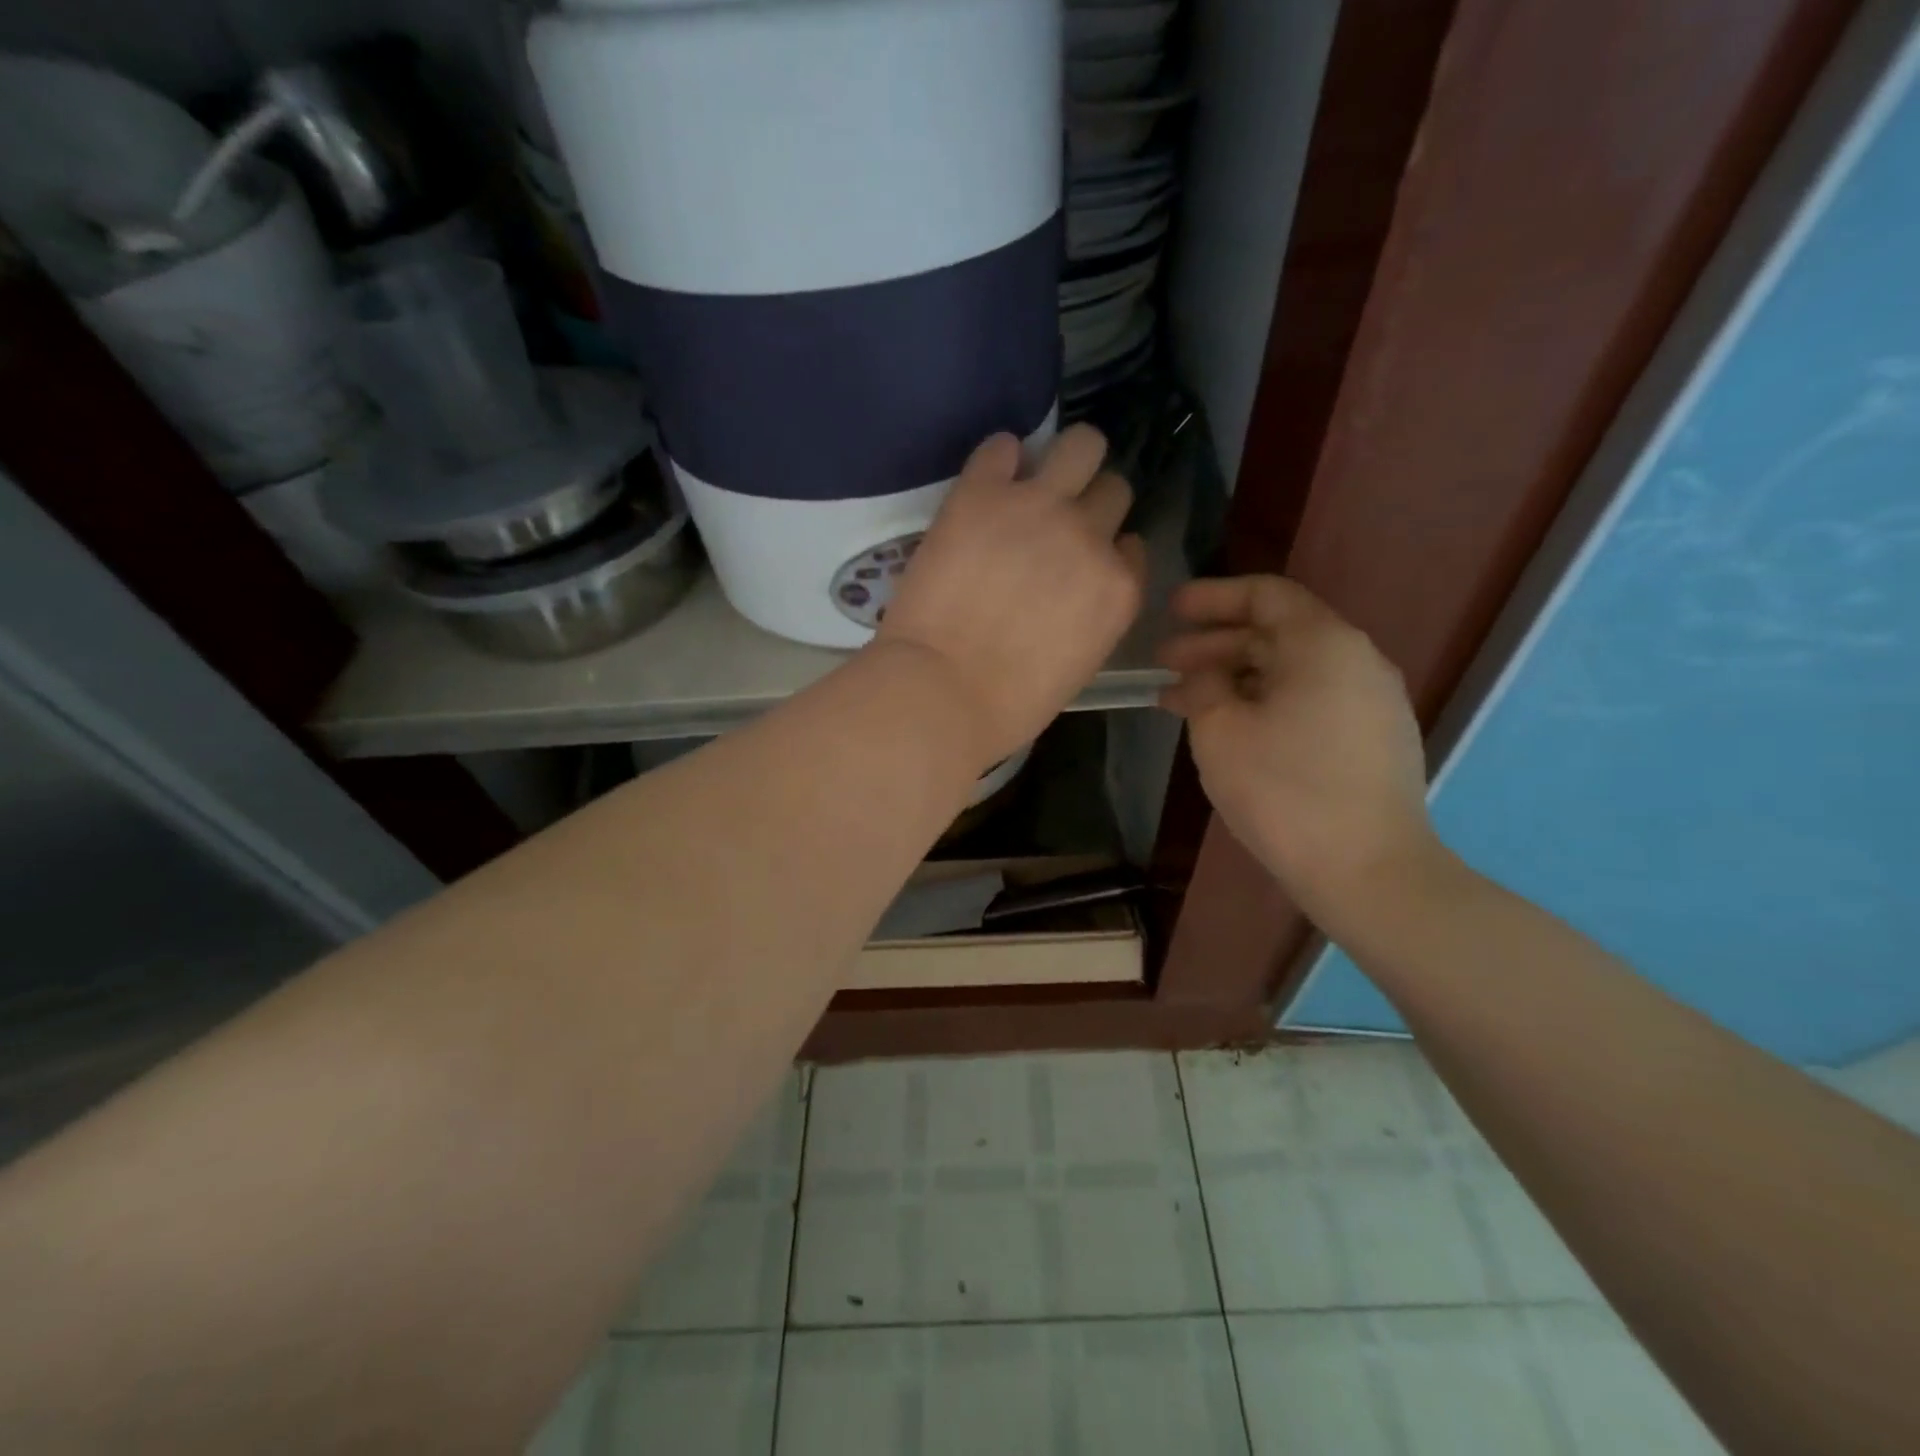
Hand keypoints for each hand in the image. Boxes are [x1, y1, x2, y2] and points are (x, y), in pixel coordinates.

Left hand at [877, 425, 1146, 768]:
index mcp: (1118, 589)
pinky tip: (988, 480)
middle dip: (1091, 504)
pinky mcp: (981, 494)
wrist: (942, 693)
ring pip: (1080, 446)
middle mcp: (1090, 537)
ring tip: (1036, 478)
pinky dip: (999, 459)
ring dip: (1066, 459)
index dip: (1106, 552)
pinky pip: (1001, 448)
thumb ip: (1089, 618)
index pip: (1131, 547)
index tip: (1082, 561)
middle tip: (1056, 522)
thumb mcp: (1075, 666)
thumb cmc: (1008, 705)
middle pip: (1113, 491)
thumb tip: (1074, 593)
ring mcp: (1038, 508)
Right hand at [1157, 575, 1441, 928]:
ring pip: (1291, 672)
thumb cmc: (1284, 790)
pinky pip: (1309, 702)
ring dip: (1235, 679)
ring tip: (1185, 703)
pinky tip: (1232, 731)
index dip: (1213, 598)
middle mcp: (1357, 661)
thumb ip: (1203, 686)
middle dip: (1214, 645)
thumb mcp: (1221, 731)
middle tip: (1164, 664)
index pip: (1265, 595)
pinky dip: (1265, 704)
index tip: (1172, 610)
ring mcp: (1371, 703)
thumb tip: (1203, 677)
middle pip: (1277, 634)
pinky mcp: (1373, 741)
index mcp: (1324, 644)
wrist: (1368, 870)